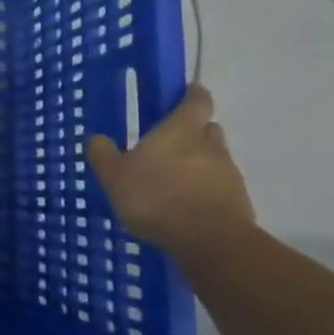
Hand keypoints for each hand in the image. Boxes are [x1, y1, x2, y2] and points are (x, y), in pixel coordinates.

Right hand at [85, 83, 254, 258]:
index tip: (184, 93)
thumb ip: (103, 154)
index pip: (196, 100)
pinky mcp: (238, 201)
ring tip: (172, 183)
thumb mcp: (114, 176)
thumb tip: (95, 137)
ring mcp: (228, 174)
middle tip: (169, 144)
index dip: (191, 94)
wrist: (209, 241)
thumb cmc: (156, 197)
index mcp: (181, 130)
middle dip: (192, 132)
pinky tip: (184, 208)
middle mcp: (210, 145)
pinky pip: (219, 187)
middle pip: (207, 129)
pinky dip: (204, 191)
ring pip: (214, 159)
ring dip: (197, 165)